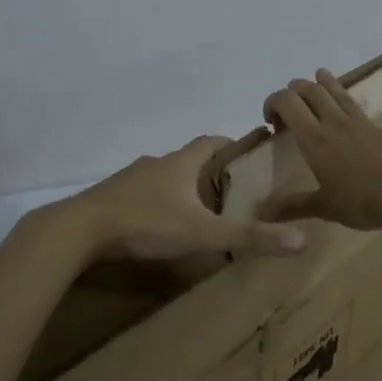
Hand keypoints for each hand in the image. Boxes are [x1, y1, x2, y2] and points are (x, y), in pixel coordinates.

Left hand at [59, 136, 308, 260]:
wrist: (79, 229)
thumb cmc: (146, 223)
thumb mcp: (203, 233)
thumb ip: (249, 237)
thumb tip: (302, 240)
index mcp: (180, 163)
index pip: (212, 141)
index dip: (232, 144)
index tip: (249, 153)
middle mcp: (156, 164)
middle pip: (188, 159)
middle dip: (209, 171)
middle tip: (231, 192)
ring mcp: (130, 179)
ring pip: (163, 178)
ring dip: (181, 188)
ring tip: (198, 212)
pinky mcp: (111, 197)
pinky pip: (141, 195)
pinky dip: (156, 204)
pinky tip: (159, 226)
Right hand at [261, 70, 381, 229]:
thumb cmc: (360, 201)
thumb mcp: (323, 207)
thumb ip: (293, 206)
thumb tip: (263, 213)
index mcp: (315, 140)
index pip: (288, 105)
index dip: (274, 102)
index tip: (270, 120)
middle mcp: (337, 124)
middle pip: (313, 93)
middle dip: (298, 90)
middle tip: (292, 99)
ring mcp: (366, 123)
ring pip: (343, 95)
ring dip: (330, 82)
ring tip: (321, 73)